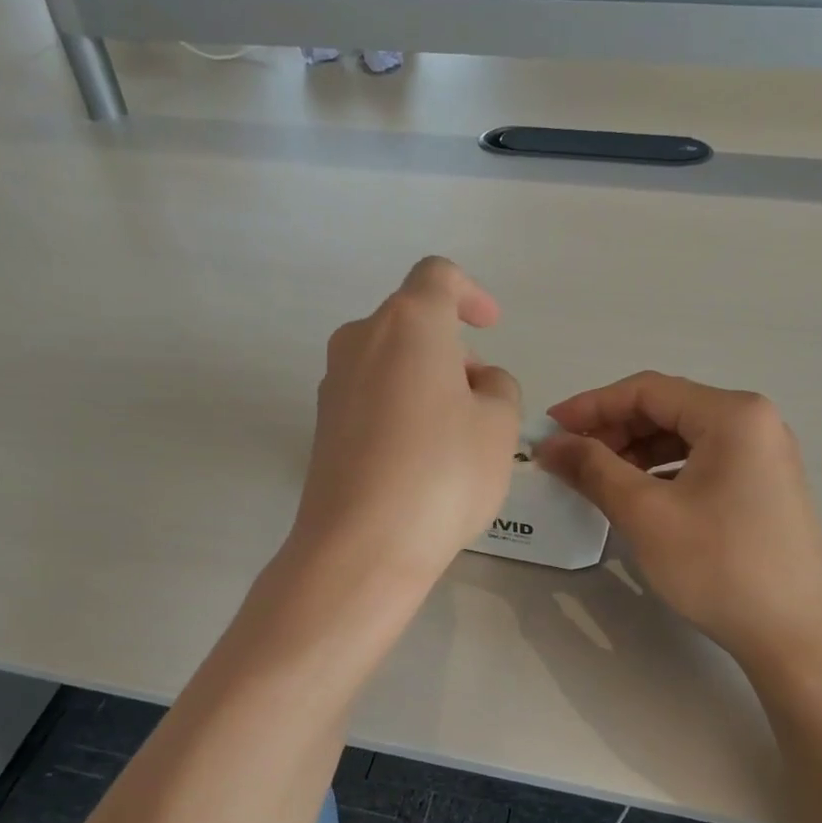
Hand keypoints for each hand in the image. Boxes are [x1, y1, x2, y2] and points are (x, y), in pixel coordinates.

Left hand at [289, 258, 520, 586]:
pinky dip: (399, 407)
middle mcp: (360, 340)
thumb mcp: (499, 426)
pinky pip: (370, 396)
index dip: (470, 294)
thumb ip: (498, 387)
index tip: (490, 326)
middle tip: (482, 399)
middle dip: (452, 348)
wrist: (362, 546)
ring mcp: (334, 383)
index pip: (438, 276)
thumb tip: (475, 383)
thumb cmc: (443, 473)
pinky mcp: (322, 424)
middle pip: (412, 322)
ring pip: (389, 361)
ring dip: (425, 379)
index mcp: (409, 323)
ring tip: (454, 435)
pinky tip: (418, 457)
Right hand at [539, 372, 821, 670]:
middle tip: (569, 459)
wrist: (795, 635)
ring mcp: (764, 455)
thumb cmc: (718, 565)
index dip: (591, 406)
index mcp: (733, 414)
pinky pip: (702, 462)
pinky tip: (637, 497)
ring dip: (634, 452)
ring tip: (596, 480)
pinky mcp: (763, 486)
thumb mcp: (646, 513)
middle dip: (612, 430)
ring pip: (683, 437)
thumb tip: (550, 445)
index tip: (549, 429)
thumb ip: (593, 469)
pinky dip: (662, 472)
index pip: (647, 390)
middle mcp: (754, 422)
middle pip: (667, 409)